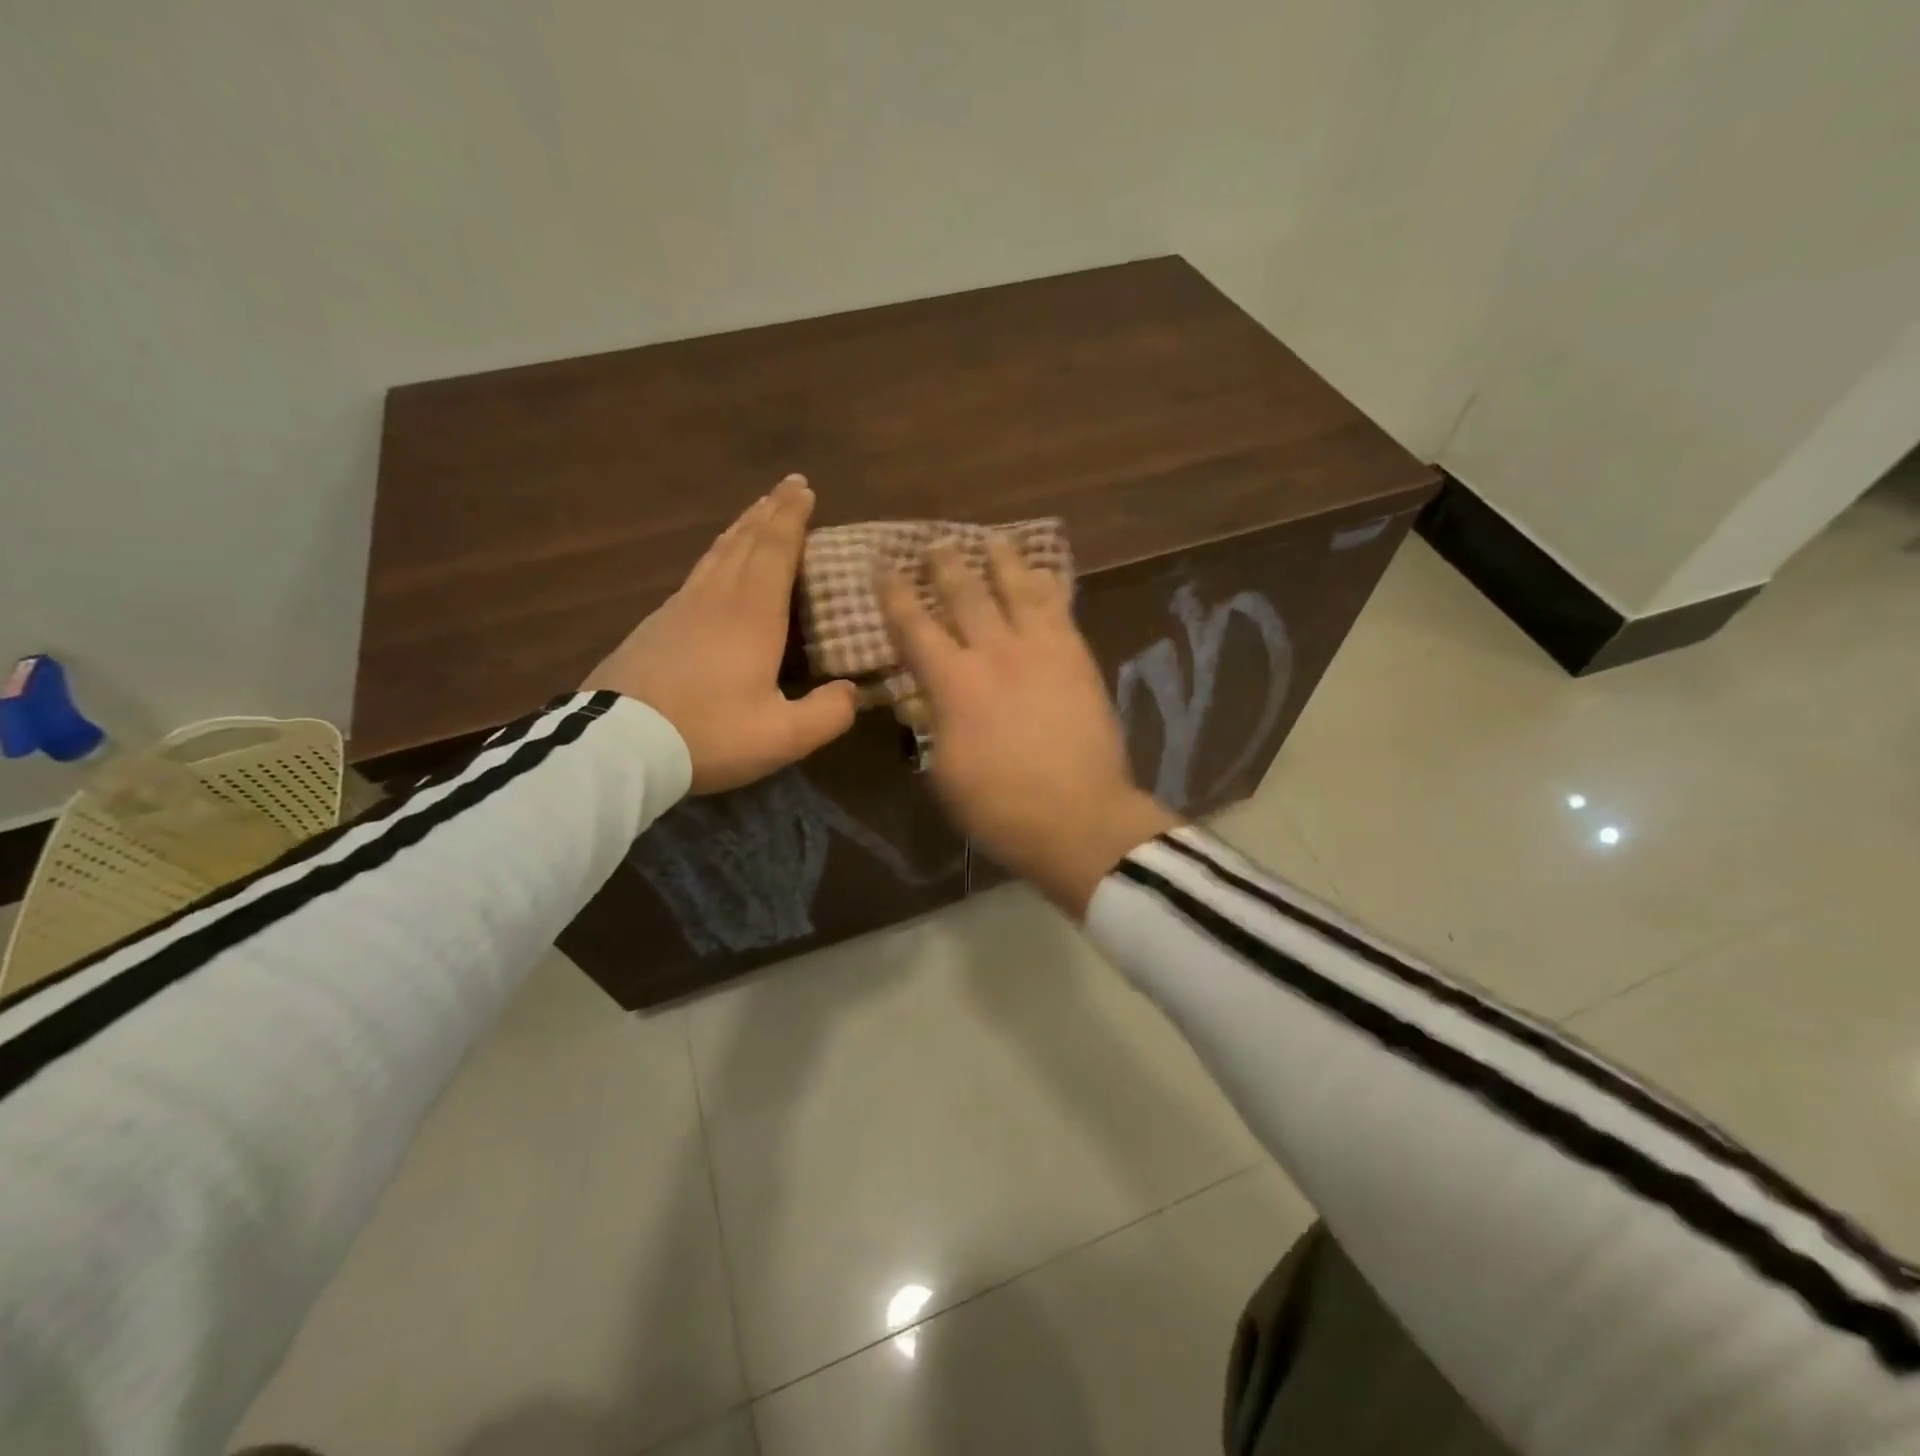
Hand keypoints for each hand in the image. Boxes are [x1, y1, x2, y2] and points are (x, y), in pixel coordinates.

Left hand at [583, 474, 858, 794]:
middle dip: (769, 512)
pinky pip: (696, 575)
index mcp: (751, 615)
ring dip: (741, 529)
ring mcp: (678, 610)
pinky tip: (714, 568)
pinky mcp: (654, 627)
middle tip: (787, 487)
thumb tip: (853, 693)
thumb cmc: (707, 735)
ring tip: (755, 514)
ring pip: (716, 555)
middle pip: (744, 542)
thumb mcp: (782, 737)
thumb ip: (827, 714)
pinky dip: (716, 557)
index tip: (803, 488)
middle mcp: (715, 599)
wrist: (616, 746)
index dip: (791, 518)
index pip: (775, 550)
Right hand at [880, 538, 1178, 917]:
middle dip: (946, 564)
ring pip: (1018, 587)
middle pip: (966, 593)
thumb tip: (930, 699)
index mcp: (953, 682)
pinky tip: (1046, 573)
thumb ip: (934, 725)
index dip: (895, 594)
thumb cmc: (999, 806)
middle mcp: (995, 651)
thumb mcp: (944, 771)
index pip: (914, 626)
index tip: (883, 566)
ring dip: (1001, 560)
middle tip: (935, 542)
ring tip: (992, 540)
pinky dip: (1049, 585)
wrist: (1078, 816)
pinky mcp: (1078, 656)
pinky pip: (1061, 607)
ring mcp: (1041, 648)